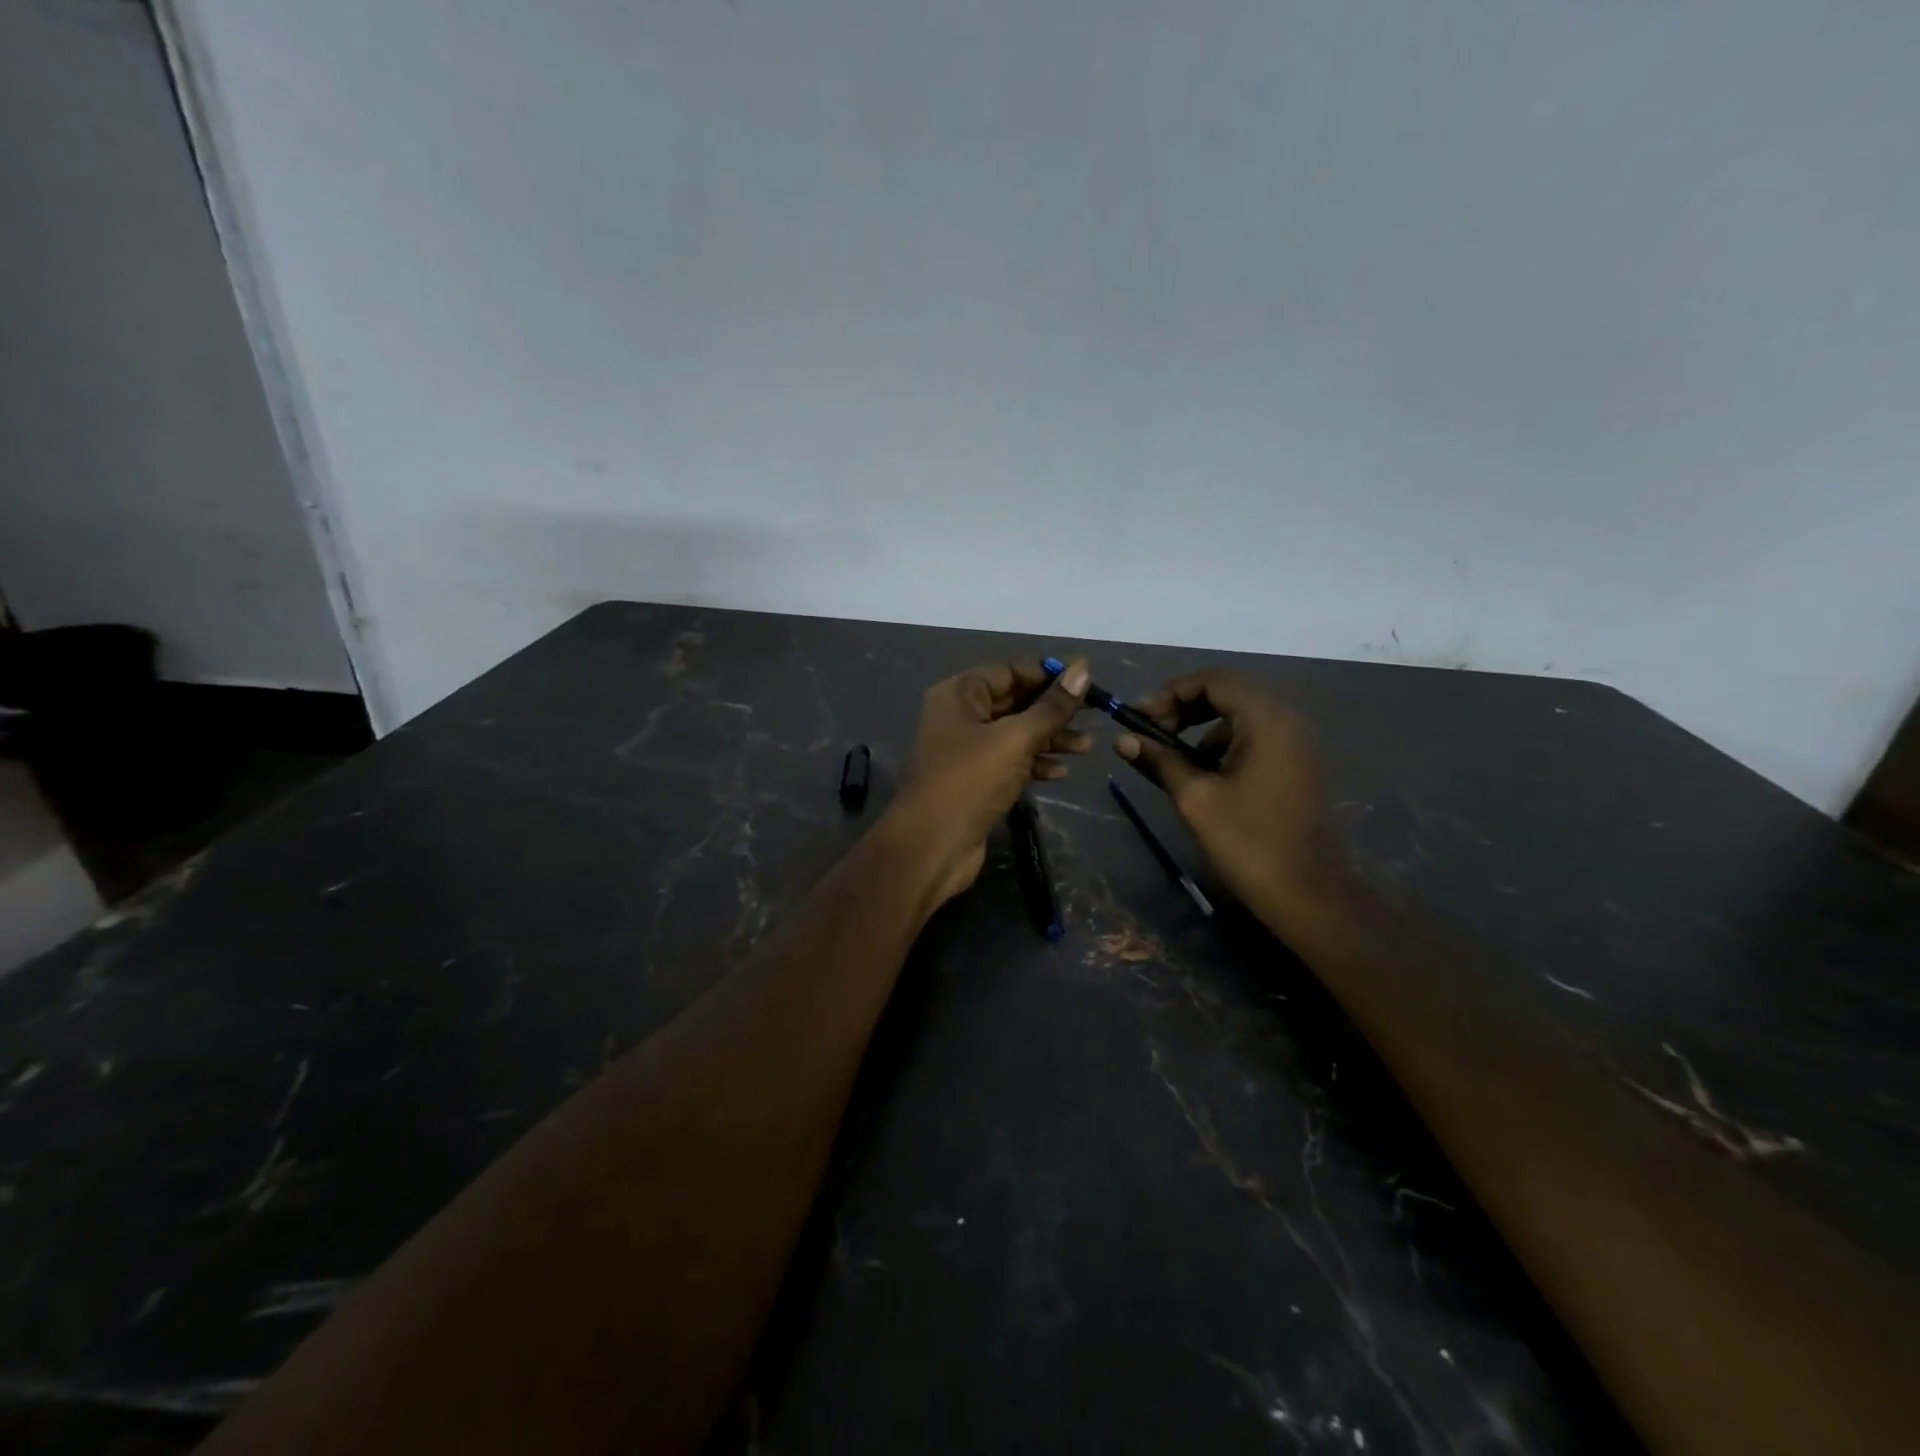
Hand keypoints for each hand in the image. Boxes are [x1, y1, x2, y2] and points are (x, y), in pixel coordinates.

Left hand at [885, 658, 1092, 907]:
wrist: (932, 845)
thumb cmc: (970, 780)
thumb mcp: (1016, 738)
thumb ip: (1052, 707)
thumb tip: (1083, 670)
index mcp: (960, 693)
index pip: (1010, 671)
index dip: (1048, 675)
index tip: (1086, 682)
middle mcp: (960, 716)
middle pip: (1015, 702)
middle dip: (1053, 710)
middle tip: (1093, 716)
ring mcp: (966, 750)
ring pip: (1015, 734)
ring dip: (1050, 738)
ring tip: (1087, 747)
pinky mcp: (976, 780)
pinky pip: (1010, 761)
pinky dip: (1035, 763)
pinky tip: (1061, 772)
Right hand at [1115, 671, 1347, 923]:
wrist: (1308, 895)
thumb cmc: (1247, 841)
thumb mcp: (1194, 798)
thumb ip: (1159, 760)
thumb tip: (1122, 739)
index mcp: (1265, 720)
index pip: (1212, 681)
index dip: (1171, 693)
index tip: (1140, 719)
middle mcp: (1286, 721)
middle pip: (1228, 693)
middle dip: (1184, 707)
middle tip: (1151, 733)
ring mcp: (1296, 744)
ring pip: (1240, 716)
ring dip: (1201, 726)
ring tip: (1171, 756)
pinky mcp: (1296, 766)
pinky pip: (1255, 737)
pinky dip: (1223, 744)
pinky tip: (1204, 775)